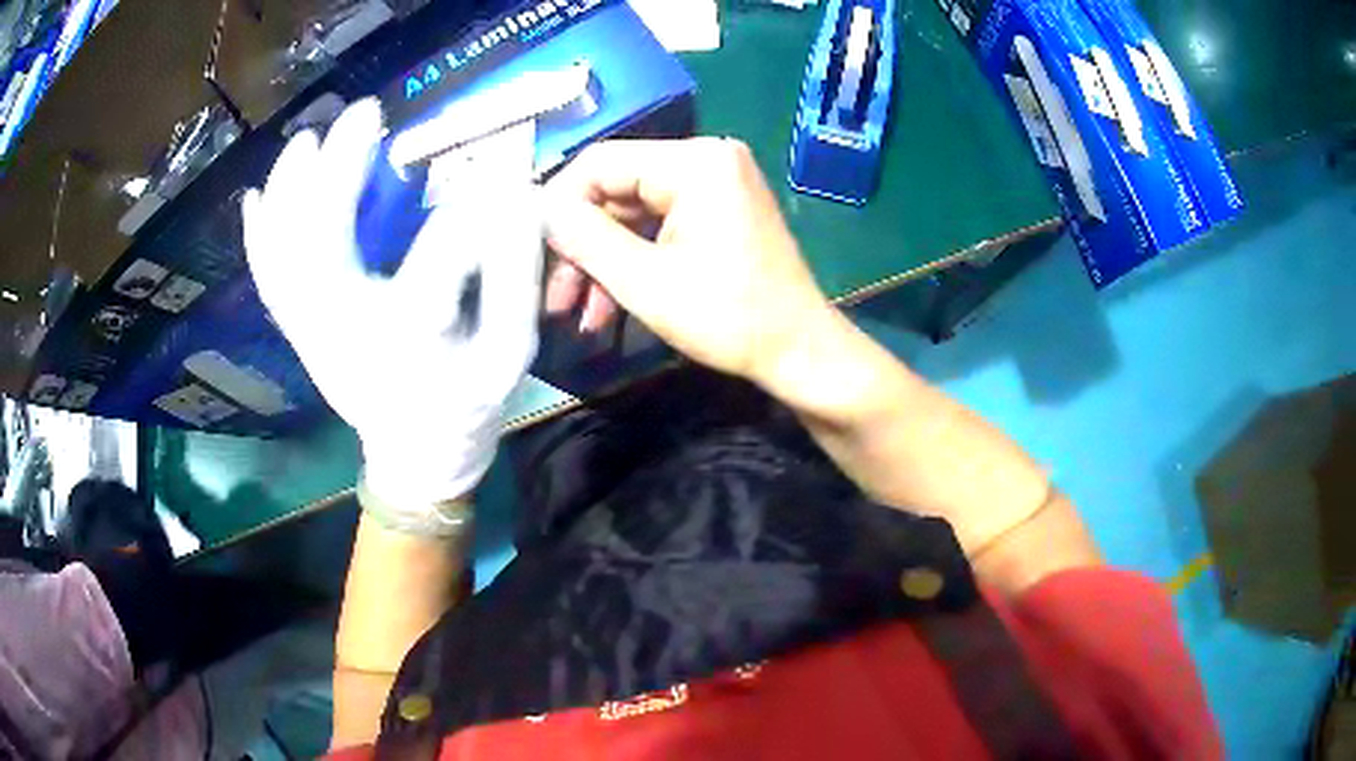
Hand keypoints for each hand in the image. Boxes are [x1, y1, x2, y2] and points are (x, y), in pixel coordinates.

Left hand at [242, 99, 540, 510]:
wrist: (417, 454)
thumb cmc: (467, 402)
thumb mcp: (512, 350)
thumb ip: (516, 274)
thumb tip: (517, 196)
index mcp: (411, 338)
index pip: (440, 255)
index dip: (473, 207)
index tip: (497, 175)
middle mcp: (347, 330)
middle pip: (323, 244)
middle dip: (339, 169)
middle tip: (366, 115)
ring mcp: (312, 331)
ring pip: (282, 256)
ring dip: (288, 191)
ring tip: (306, 141)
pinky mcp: (299, 331)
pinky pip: (267, 281)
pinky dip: (257, 239)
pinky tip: (254, 200)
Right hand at [542, 138, 835, 386]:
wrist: (799, 351)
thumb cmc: (729, 318)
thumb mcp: (644, 282)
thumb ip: (585, 238)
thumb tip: (542, 210)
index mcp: (695, 162)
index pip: (600, 163)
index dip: (560, 207)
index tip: (538, 255)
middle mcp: (706, 158)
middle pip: (615, 189)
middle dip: (582, 247)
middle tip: (557, 298)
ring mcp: (715, 184)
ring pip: (632, 214)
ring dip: (604, 263)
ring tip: (582, 316)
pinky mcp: (718, 210)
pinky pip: (659, 226)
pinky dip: (633, 262)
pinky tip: (609, 308)